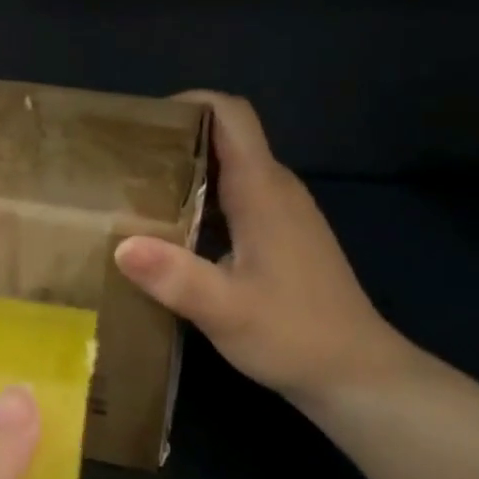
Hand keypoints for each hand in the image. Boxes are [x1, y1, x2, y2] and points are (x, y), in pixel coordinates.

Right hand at [114, 91, 413, 409]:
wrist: (358, 376)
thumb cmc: (294, 336)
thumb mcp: (226, 311)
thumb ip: (175, 277)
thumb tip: (120, 245)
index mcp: (262, 191)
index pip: (231, 114)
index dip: (189, 103)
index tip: (141, 123)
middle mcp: (275, 189)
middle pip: (225, 136)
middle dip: (174, 137)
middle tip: (122, 161)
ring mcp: (282, 212)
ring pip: (229, 167)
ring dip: (185, 169)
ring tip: (135, 191)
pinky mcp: (281, 235)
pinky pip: (235, 196)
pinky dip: (200, 197)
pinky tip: (170, 229)